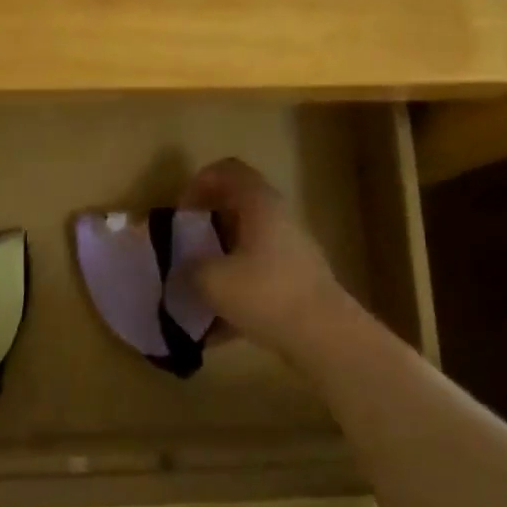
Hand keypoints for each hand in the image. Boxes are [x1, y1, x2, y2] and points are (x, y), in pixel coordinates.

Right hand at [182, 158, 368, 363]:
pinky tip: (216, 326)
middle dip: (207, 225)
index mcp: (260, 204)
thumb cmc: (266, 294)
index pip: (228, 171)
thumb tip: (182, 270)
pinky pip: (258, 275)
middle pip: (237, 207)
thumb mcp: (212, 280)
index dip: (200, 183)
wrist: (324, 336)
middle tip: (184, 248)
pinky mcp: (297, 282)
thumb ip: (189, 269)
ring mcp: (291, 250)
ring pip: (247, 243)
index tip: (182, 213)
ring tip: (196, 288)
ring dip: (220, 259)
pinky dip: (235, 289)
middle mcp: (278, 218)